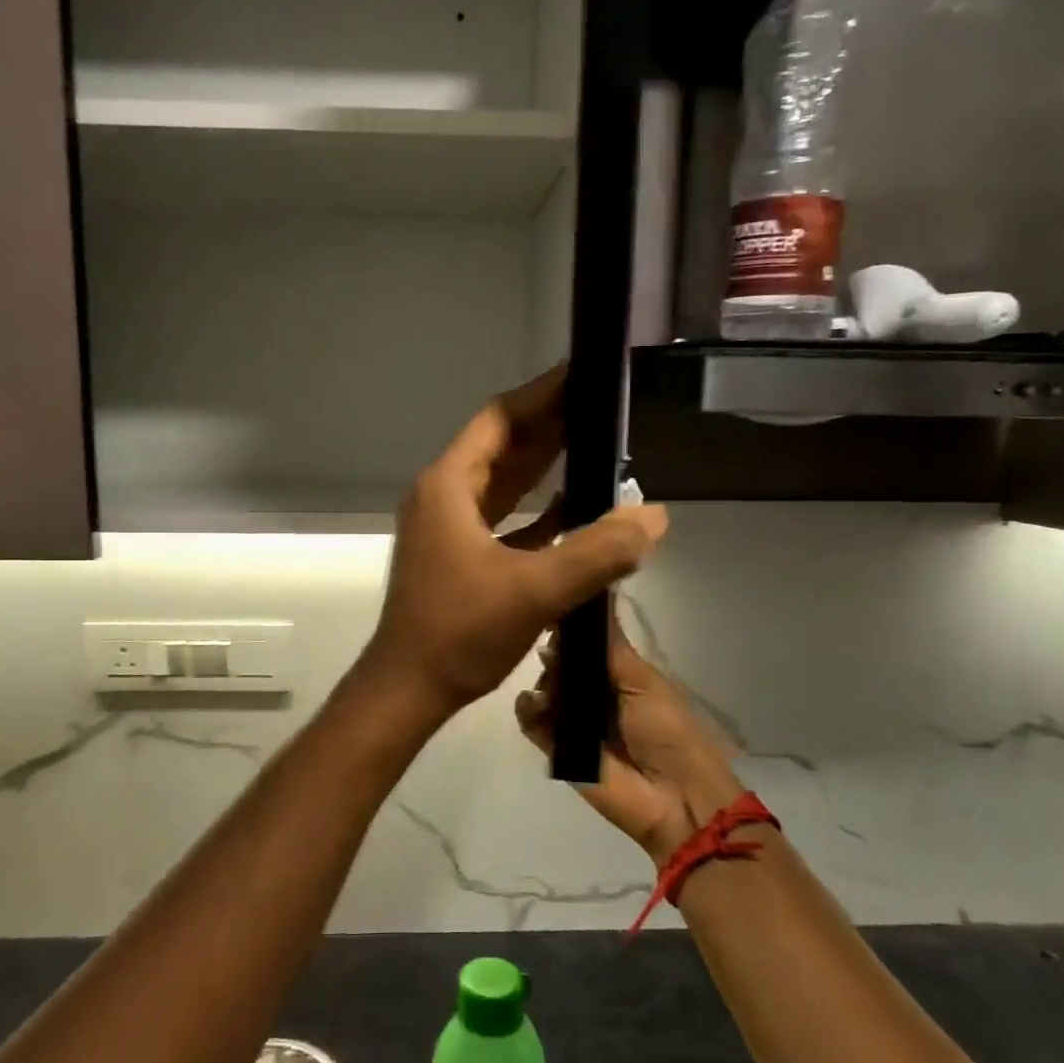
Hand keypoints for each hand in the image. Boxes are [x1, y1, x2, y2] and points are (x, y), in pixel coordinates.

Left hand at [363, 364, 667, 715]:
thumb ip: (597, 552)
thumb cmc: (459, 632)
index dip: (542, 395)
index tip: (583, 374)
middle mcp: (443, 496)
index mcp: (449, 486)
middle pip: (502, 446)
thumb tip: (654, 517)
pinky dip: (536, 510)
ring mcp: (448, 527)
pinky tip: (574, 509)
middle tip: (602, 405)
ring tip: (595, 445)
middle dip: (550, 426)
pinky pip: (503, 518)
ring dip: (544, 466)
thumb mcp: (534, 590)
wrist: (409, 688)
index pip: (500, 420)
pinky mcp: (458, 556)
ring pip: (502, 483)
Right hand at [516, 616, 746, 862]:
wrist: (675, 799)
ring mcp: (573, 720)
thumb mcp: (643, 681)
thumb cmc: (668, 731)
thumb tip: (593, 594)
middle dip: (553, 653)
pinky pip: (532, 722)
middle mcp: (593, 693)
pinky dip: (527, 710)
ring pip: (543, 688)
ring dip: (542, 681)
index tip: (552, 607)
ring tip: (551, 689)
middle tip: (553, 652)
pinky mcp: (556, 748)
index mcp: (618, 674)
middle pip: (560, 662)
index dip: (569, 626)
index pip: (585, 642)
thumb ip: (609, 645)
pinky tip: (535, 705)